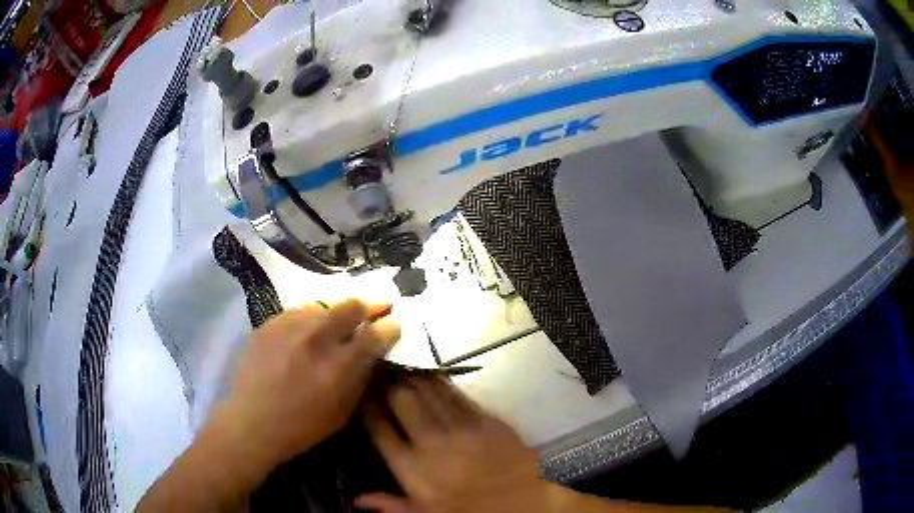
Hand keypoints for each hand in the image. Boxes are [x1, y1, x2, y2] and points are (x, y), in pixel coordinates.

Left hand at [206, 299, 400, 476]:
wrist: (251, 423)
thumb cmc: (302, 427)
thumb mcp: (343, 413)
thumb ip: (361, 379)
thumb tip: (374, 353)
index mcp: (338, 367)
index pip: (375, 334)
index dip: (390, 325)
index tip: (395, 323)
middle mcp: (316, 340)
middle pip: (351, 305)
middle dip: (369, 305)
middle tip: (376, 308)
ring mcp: (289, 327)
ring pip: (323, 304)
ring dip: (337, 312)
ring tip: (338, 322)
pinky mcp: (269, 323)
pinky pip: (298, 311)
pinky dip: (310, 318)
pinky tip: (308, 330)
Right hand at [357, 376, 553, 512]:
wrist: (525, 503)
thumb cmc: (470, 512)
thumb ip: (390, 505)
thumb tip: (356, 499)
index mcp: (413, 469)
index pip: (379, 428)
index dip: (366, 405)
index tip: (360, 391)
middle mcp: (432, 442)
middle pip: (401, 400)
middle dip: (387, 382)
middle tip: (378, 370)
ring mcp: (461, 427)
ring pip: (428, 390)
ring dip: (411, 375)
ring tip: (399, 365)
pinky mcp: (485, 419)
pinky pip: (456, 393)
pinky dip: (440, 381)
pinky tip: (430, 373)